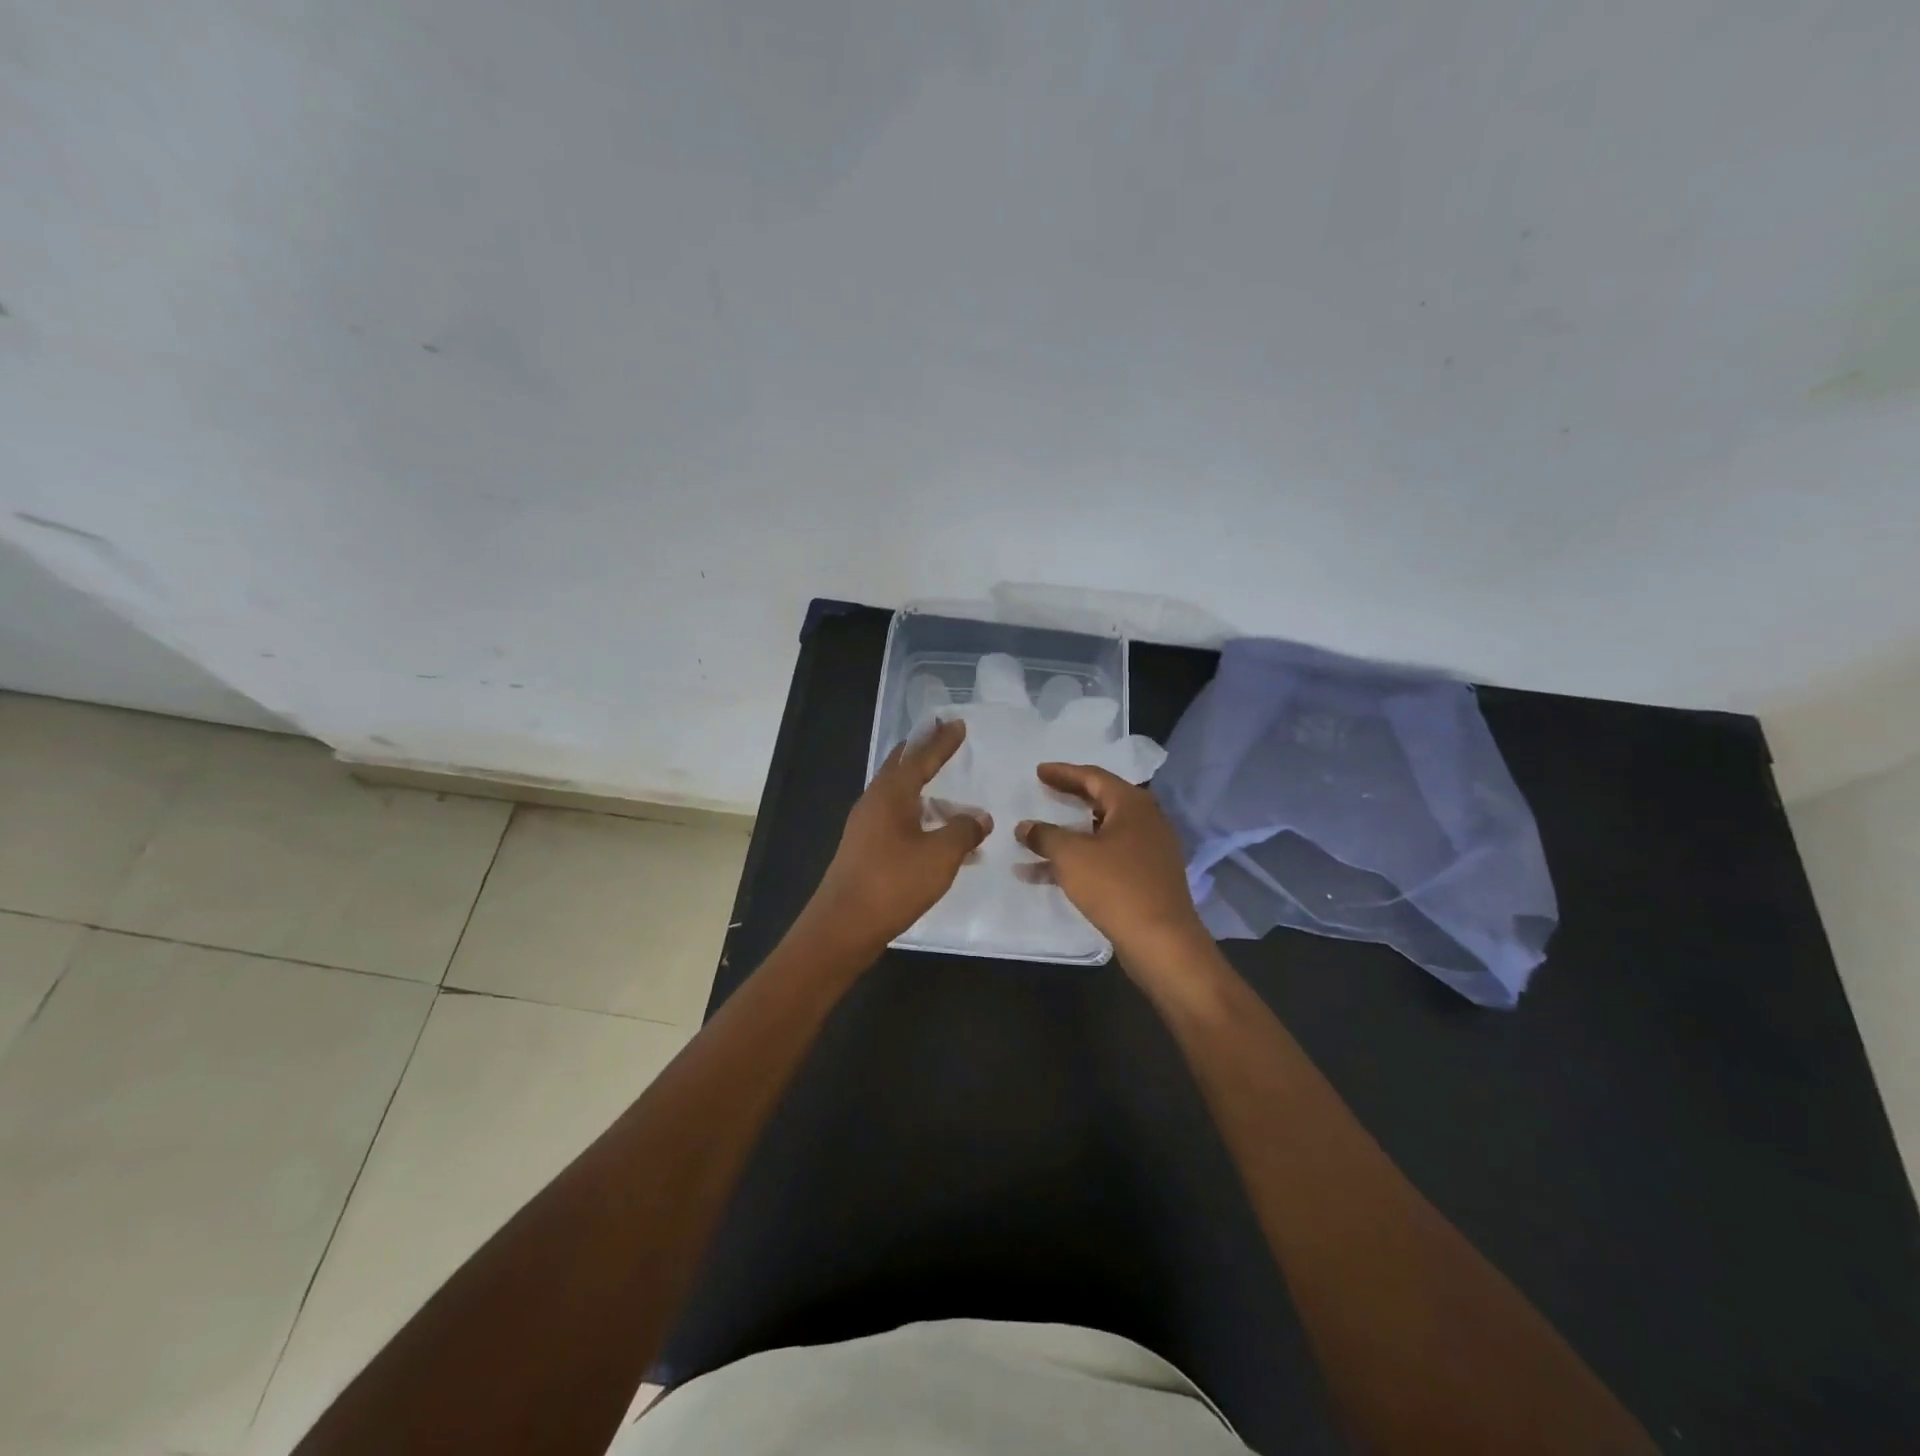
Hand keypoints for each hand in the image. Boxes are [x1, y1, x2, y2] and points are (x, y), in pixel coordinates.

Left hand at [810, 719, 990, 948]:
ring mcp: (865, 827)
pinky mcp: (865, 850)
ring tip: (948, 791)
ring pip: (899, 796)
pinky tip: (936, 836)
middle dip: (922, 752)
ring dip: (923, 789)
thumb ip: (963, 831)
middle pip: (901, 768)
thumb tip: (979, 818)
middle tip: (939, 734)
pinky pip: (897, 821)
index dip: (941, 741)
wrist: (842, 926)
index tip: (957, 723)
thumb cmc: (893, 883)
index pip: (921, 757)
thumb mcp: (940, 856)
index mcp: (891, 794)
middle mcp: (874, 803)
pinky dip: (919, 818)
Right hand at [1015, 764, 1210, 966]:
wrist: (1161, 941)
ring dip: (1069, 834)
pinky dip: (1079, 860)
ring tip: (1038, 834)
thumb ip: (1045, 836)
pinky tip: (1046, 873)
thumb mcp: (1071, 856)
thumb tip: (1025, 827)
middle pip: (1100, 801)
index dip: (1063, 773)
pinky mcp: (1145, 877)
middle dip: (1068, 798)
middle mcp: (1145, 821)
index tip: (1038, 771)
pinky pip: (1106, 858)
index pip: (1093, 776)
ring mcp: (1148, 850)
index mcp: (1132, 804)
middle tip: (1042, 792)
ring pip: (1101, 833)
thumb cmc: (1115, 886)